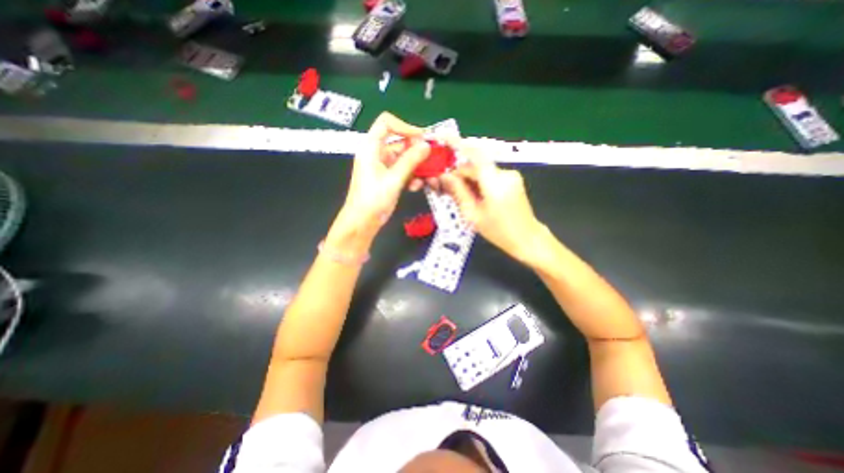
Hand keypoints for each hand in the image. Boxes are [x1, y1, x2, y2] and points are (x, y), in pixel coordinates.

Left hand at [338, 113, 428, 232]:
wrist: (363, 222)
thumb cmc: (373, 199)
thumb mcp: (393, 178)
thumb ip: (410, 161)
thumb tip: (426, 145)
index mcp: (371, 148)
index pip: (386, 124)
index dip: (404, 127)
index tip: (421, 137)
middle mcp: (377, 154)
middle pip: (399, 142)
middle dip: (416, 151)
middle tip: (431, 159)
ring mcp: (383, 167)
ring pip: (404, 159)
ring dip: (416, 166)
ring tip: (426, 177)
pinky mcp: (388, 179)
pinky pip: (403, 171)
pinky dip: (411, 176)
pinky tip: (416, 186)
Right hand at [439, 140, 544, 265]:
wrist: (527, 239)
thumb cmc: (499, 231)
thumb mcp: (473, 215)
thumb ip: (458, 193)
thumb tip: (445, 176)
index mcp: (495, 183)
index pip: (475, 155)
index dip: (458, 144)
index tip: (443, 140)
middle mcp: (505, 173)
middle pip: (476, 166)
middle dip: (459, 174)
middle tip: (446, 187)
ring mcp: (511, 175)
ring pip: (482, 171)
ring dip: (469, 180)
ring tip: (461, 196)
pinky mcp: (513, 180)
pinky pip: (490, 176)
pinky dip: (479, 182)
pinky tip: (475, 196)